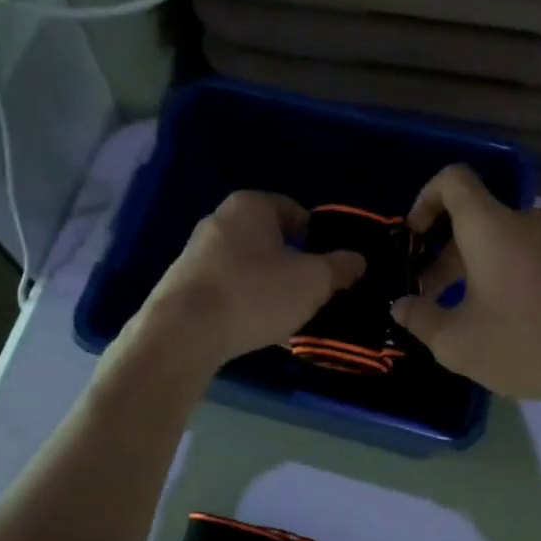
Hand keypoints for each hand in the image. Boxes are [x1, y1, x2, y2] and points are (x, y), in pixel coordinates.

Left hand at [136, 192, 365, 368]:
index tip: (329, 267)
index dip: (318, 238)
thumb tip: (357, 260)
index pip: (296, 211)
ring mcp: (197, 253)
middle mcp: (219, 220)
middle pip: (271, 240)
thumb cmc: (255, 295)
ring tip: (286, 317)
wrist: (182, 334)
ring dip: (270, 287)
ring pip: (249, 266)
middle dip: (294, 265)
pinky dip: (245, 303)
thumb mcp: (313, 282)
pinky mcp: (183, 285)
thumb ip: (340, 267)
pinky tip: (255, 328)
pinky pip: (228, 288)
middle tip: (312, 293)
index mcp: (250, 206)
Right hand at [390, 166, 540, 405]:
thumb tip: (401, 306)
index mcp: (491, 227)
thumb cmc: (524, 344)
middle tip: (426, 295)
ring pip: (498, 241)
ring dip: (469, 267)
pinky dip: (499, 275)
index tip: (413, 239)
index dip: (425, 199)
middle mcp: (524, 223)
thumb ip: (420, 318)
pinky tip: (497, 322)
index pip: (453, 179)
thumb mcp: (456, 342)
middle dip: (441, 252)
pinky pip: (524, 258)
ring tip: (457, 314)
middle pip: (472, 218)